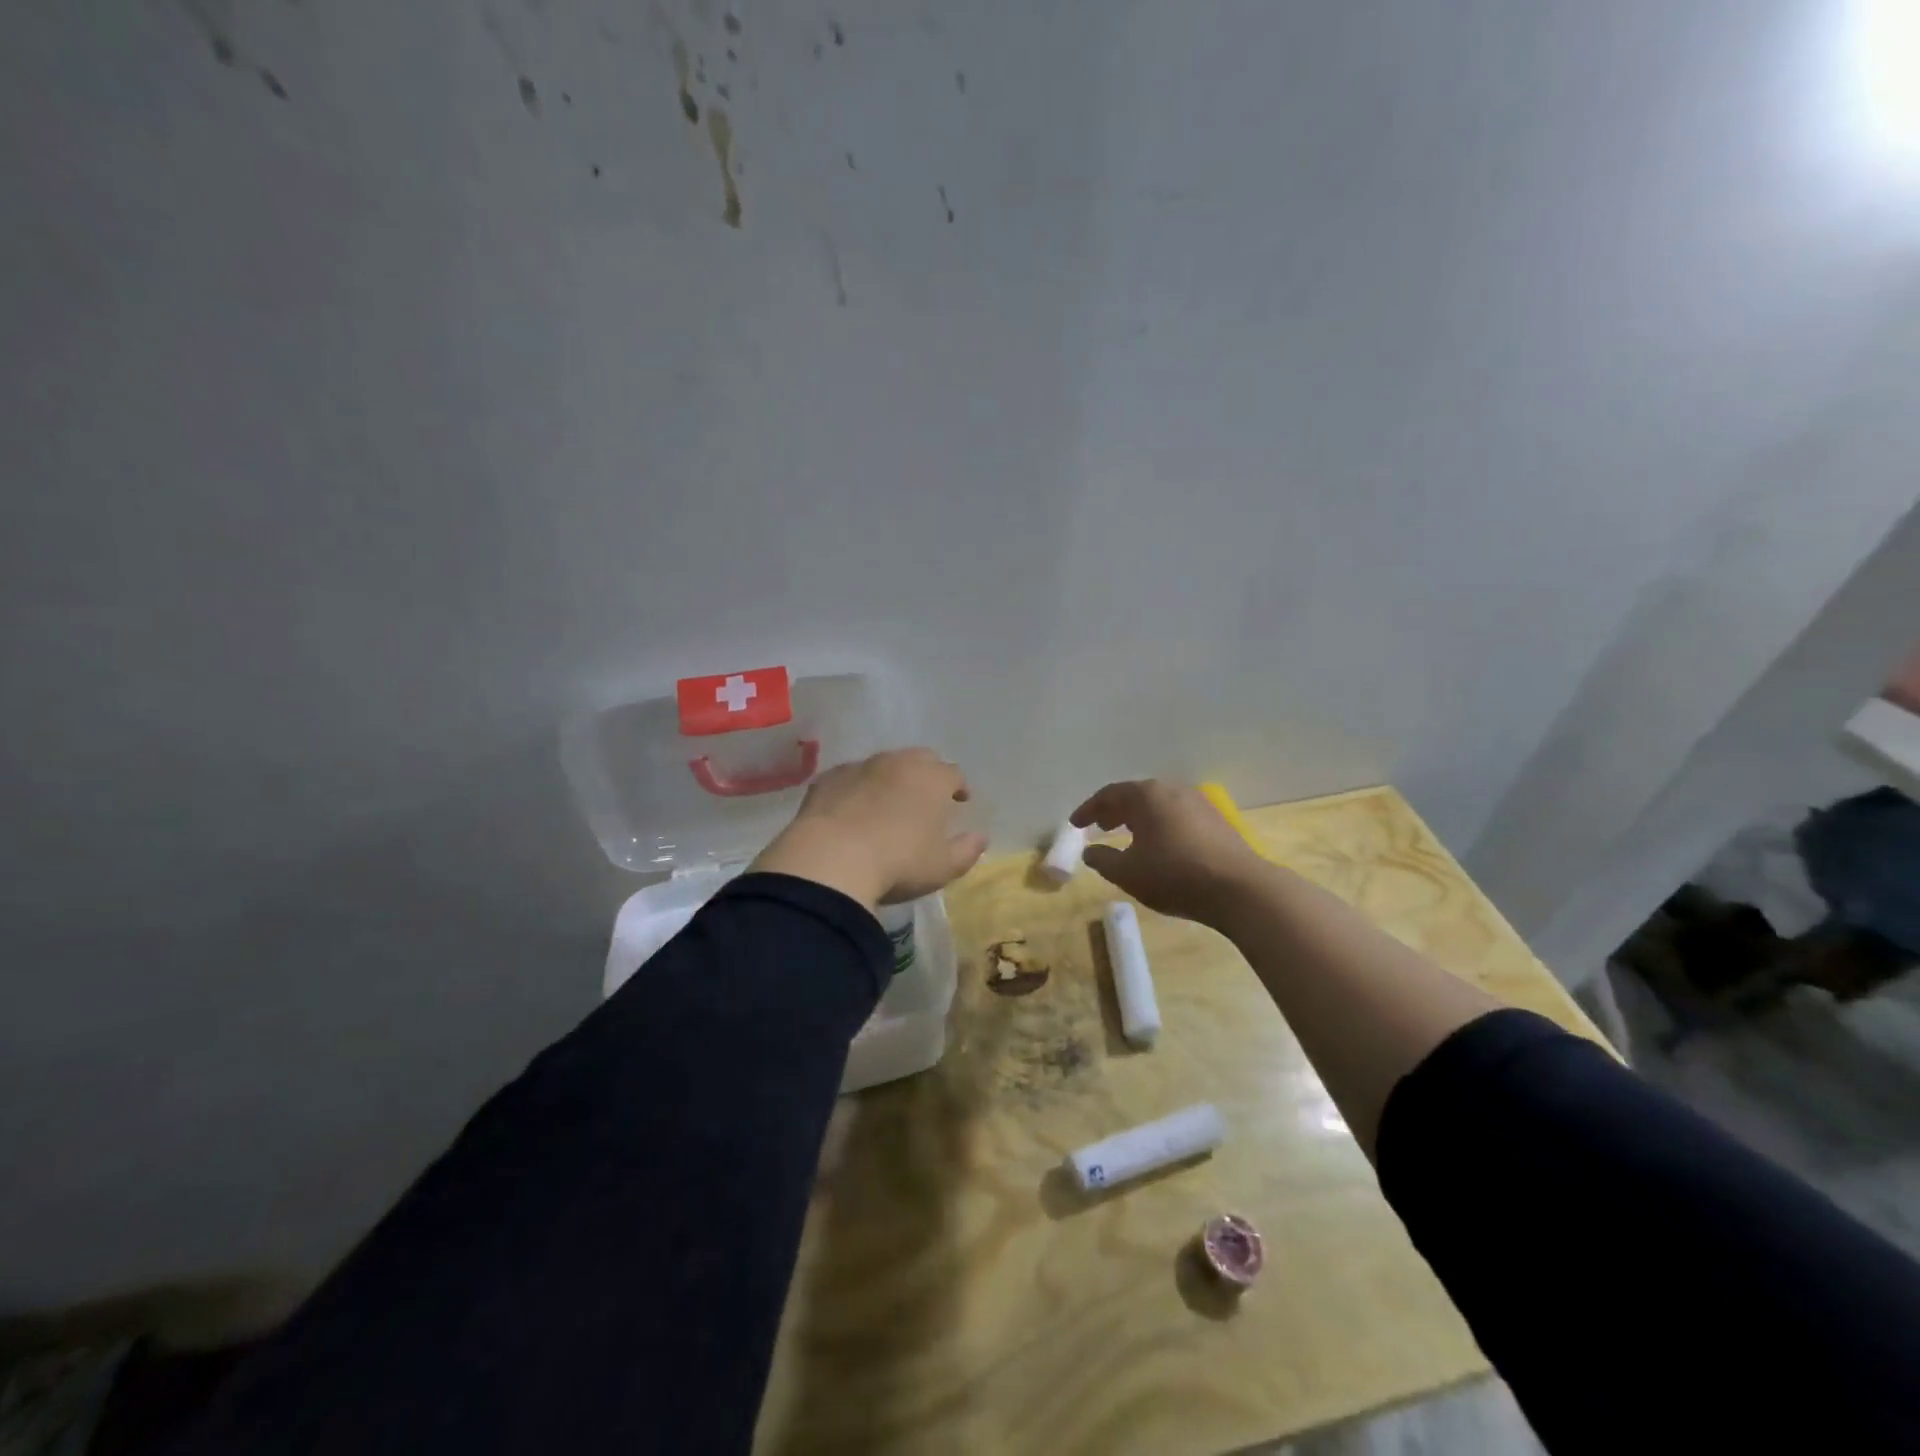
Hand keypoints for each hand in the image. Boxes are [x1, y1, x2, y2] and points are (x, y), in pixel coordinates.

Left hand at [750, 749, 988, 909]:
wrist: (830, 860)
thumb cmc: (898, 863)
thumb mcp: (942, 867)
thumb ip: (967, 850)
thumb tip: (980, 837)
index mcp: (932, 779)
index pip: (953, 773)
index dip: (959, 786)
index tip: (960, 800)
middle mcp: (898, 763)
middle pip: (920, 759)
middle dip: (927, 774)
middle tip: (927, 797)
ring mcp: (859, 767)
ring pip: (882, 764)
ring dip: (890, 779)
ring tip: (888, 803)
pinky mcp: (827, 779)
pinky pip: (849, 778)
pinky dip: (857, 788)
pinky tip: (852, 809)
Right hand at [1071, 780, 1267, 925]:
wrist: (1240, 889)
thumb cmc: (1175, 876)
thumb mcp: (1128, 873)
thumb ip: (1102, 860)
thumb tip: (1089, 852)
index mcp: (1146, 796)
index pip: (1109, 795)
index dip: (1088, 810)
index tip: (1075, 824)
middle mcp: (1171, 790)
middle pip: (1135, 795)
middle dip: (1114, 811)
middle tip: (1099, 827)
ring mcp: (1198, 803)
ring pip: (1158, 805)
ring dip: (1137, 818)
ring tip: (1126, 836)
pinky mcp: (1216, 820)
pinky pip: (1176, 815)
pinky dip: (1159, 824)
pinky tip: (1159, 845)